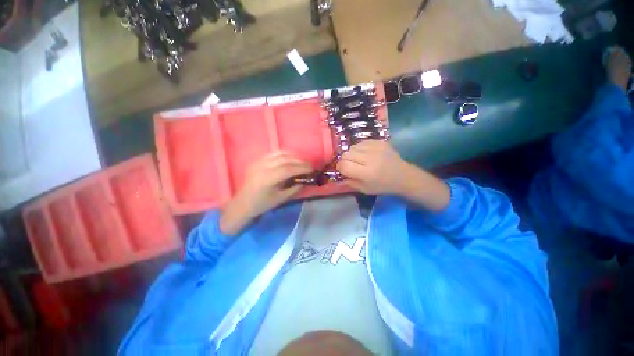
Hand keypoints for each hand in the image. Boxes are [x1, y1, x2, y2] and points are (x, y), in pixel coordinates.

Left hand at [219, 151, 311, 234]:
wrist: (243, 203)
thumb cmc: (262, 204)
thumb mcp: (281, 198)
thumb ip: (295, 187)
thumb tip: (306, 179)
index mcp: (268, 178)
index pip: (289, 168)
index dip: (302, 168)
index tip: (312, 169)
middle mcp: (263, 166)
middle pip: (286, 159)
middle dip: (300, 161)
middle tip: (310, 166)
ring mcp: (259, 161)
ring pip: (280, 153)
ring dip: (294, 156)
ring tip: (302, 162)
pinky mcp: (258, 160)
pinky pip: (274, 153)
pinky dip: (285, 154)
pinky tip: (291, 159)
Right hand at [337, 140, 449, 210]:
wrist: (402, 176)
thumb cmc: (382, 185)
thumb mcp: (364, 189)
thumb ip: (349, 183)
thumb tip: (335, 179)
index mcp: (367, 173)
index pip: (344, 165)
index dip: (340, 168)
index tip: (343, 170)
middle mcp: (371, 158)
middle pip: (347, 154)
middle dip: (345, 160)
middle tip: (351, 165)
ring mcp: (376, 148)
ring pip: (353, 147)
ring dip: (352, 154)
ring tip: (359, 159)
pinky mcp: (380, 142)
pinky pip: (361, 142)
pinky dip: (359, 148)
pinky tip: (365, 154)